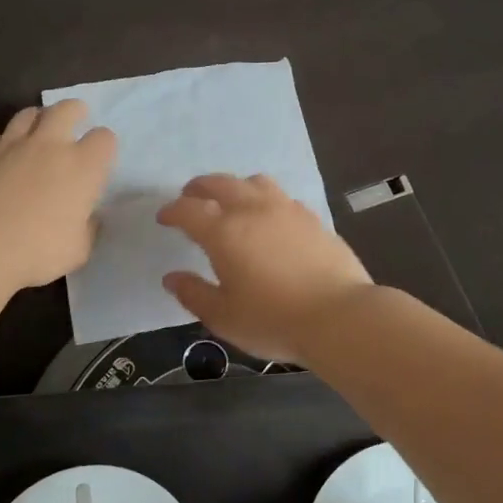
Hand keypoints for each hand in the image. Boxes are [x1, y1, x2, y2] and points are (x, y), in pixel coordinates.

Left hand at [0, 100, 116, 289]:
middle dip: (74, 111)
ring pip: (27, 115)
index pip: (104, 139)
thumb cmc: (37, 251)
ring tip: (37, 133)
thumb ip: (87, 229)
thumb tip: (88, 218)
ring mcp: (10, 146)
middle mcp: (49, 146)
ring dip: (36, 119)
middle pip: (66, 109)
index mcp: (82, 167)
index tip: (99, 159)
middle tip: (75, 120)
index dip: (104, 146)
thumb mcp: (78, 250)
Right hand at [157, 174, 372, 362]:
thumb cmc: (273, 320)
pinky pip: (282, 197)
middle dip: (200, 187)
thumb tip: (172, 278)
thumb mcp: (223, 316)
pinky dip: (266, 200)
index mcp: (224, 232)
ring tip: (232, 201)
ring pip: (255, 182)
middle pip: (221, 183)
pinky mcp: (313, 218)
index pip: (188, 210)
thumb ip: (194, 294)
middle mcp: (253, 210)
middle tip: (190, 196)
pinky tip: (270, 218)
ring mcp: (287, 210)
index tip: (164, 218)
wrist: (338, 316)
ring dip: (236, 186)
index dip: (172, 211)